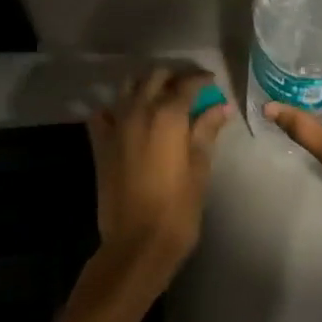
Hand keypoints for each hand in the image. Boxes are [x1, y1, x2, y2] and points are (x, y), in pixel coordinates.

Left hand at [86, 68, 233, 288]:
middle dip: (173, 76)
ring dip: (145, 85)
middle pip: (155, 77)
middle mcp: (139, 111)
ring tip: (160, 96)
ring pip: (127, 87)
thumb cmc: (177, 210)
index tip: (211, 82)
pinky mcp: (100, 143)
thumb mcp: (199, 170)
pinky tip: (127, 117)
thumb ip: (206, 132)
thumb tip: (220, 106)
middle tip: (188, 87)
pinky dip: (115, 108)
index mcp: (168, 116)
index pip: (186, 83)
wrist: (136, 244)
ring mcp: (116, 126)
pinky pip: (103, 113)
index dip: (200, 79)